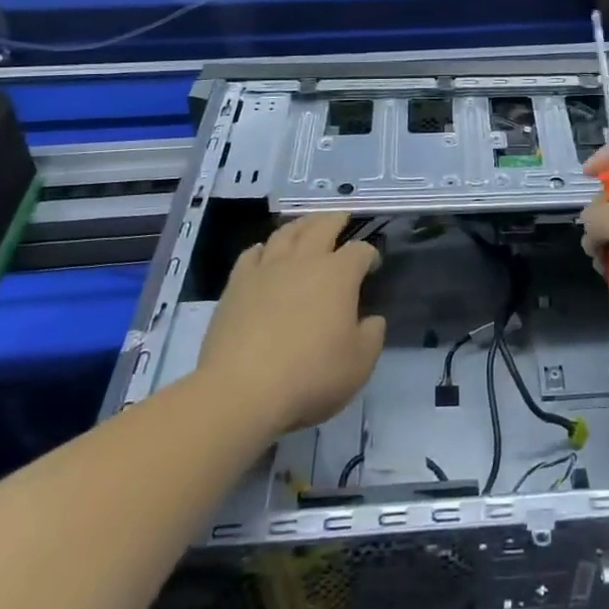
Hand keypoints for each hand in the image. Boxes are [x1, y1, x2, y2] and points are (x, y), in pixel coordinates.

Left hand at [195, 212, 385, 437]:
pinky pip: (250, 255)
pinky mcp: (236, 285)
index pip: (359, 251)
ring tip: (305, 225)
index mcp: (338, 275)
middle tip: (341, 217)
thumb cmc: (310, 375)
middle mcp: (304, 261)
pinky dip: (262, 249)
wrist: (242, 390)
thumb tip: (371, 320)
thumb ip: (372, 336)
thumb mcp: (359, 364)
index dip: (369, 254)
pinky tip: (263, 252)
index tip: (372, 265)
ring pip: (285, 234)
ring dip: (300, 225)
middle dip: (335, 220)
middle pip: (322, 226)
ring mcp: (267, 270)